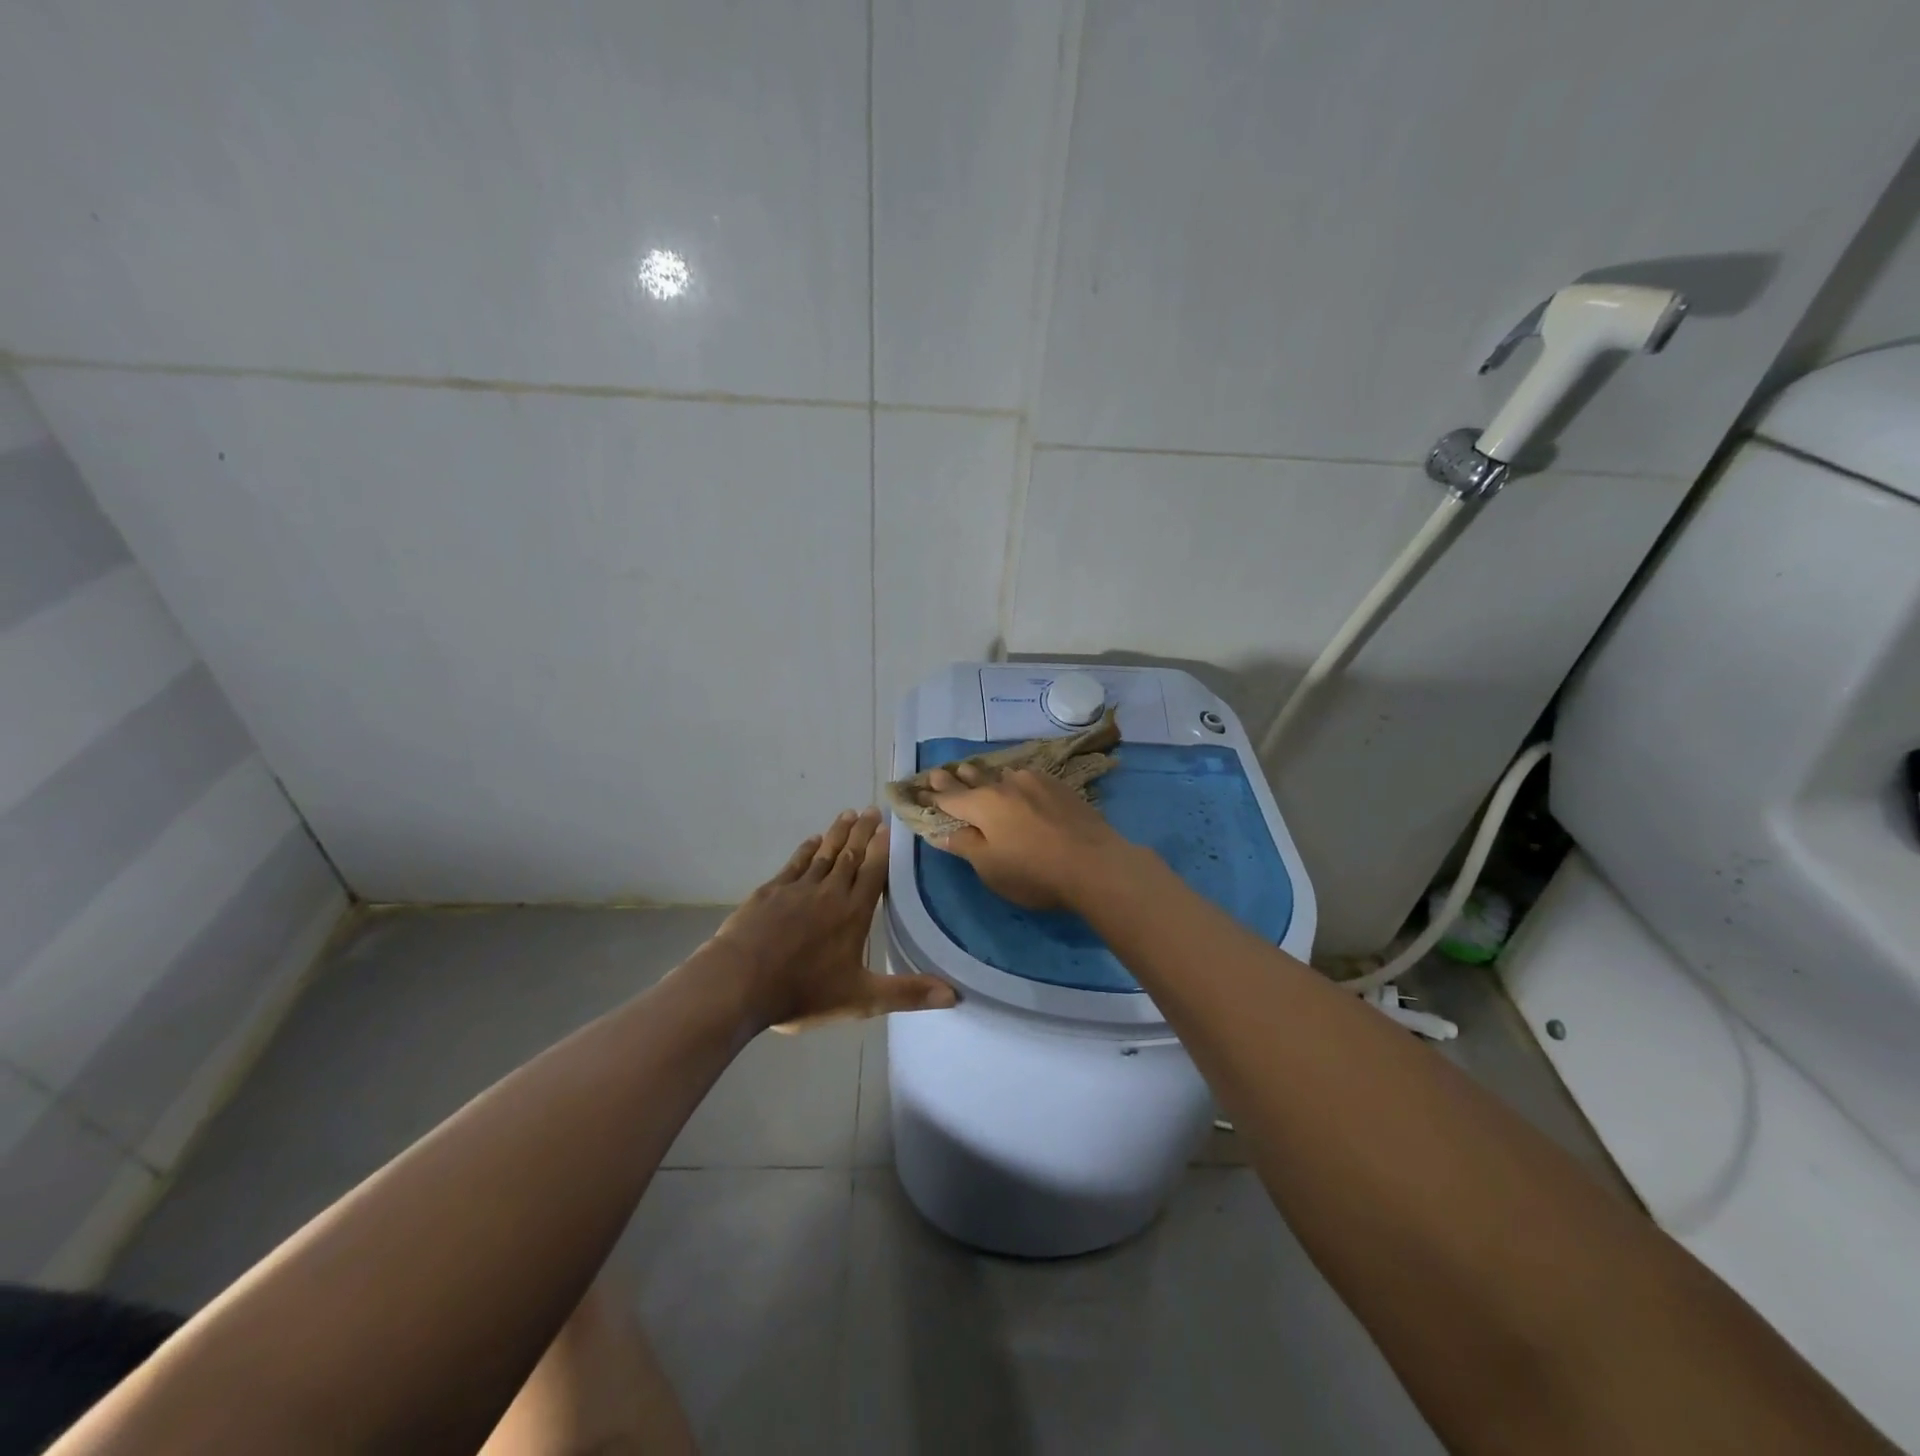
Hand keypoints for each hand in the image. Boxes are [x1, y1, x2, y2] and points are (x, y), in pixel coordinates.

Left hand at [710, 808, 957, 1032]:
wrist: (739, 982)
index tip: (888, 826)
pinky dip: (806, 850)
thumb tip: (955, 994)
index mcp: (853, 913)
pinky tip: (812, 841)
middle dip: (862, 832)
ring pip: (823, 854)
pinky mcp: (770, 892)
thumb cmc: (803, 992)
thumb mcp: (861, 999)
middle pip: (850, 856)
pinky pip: (794, 864)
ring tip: (848, 814)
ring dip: (837, 834)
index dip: (882, 849)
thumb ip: (907, 994)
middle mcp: (829, 892)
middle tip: (871, 809)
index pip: (874, 873)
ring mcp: (797, 889)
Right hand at [927, 764, 1134, 910]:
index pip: (949, 797)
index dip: (932, 795)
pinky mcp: (1060, 787)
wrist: (1095, 864)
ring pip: (1002, 775)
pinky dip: (1014, 782)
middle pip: (974, 778)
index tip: (918, 789)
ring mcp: (1035, 782)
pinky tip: (1018, 785)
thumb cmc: (1034, 873)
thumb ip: (965, 846)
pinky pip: (1027, 779)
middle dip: (956, 778)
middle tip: (942, 772)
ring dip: (987, 777)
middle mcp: (1005, 784)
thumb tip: (942, 832)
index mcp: (982, 804)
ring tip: (978, 774)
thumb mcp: (990, 868)